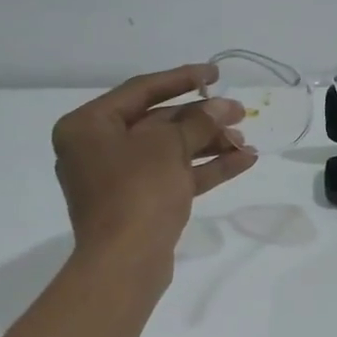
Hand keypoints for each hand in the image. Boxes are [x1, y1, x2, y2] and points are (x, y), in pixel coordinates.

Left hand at [51, 64, 256, 267]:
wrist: (125, 262)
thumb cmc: (137, 191)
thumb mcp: (168, 147)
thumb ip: (198, 122)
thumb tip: (223, 107)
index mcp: (88, 126)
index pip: (140, 90)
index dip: (181, 78)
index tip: (215, 74)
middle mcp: (98, 149)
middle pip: (158, 122)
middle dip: (202, 118)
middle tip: (240, 112)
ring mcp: (118, 179)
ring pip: (170, 152)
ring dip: (209, 144)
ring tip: (247, 141)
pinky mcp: (139, 204)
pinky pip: (174, 177)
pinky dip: (205, 169)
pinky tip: (243, 161)